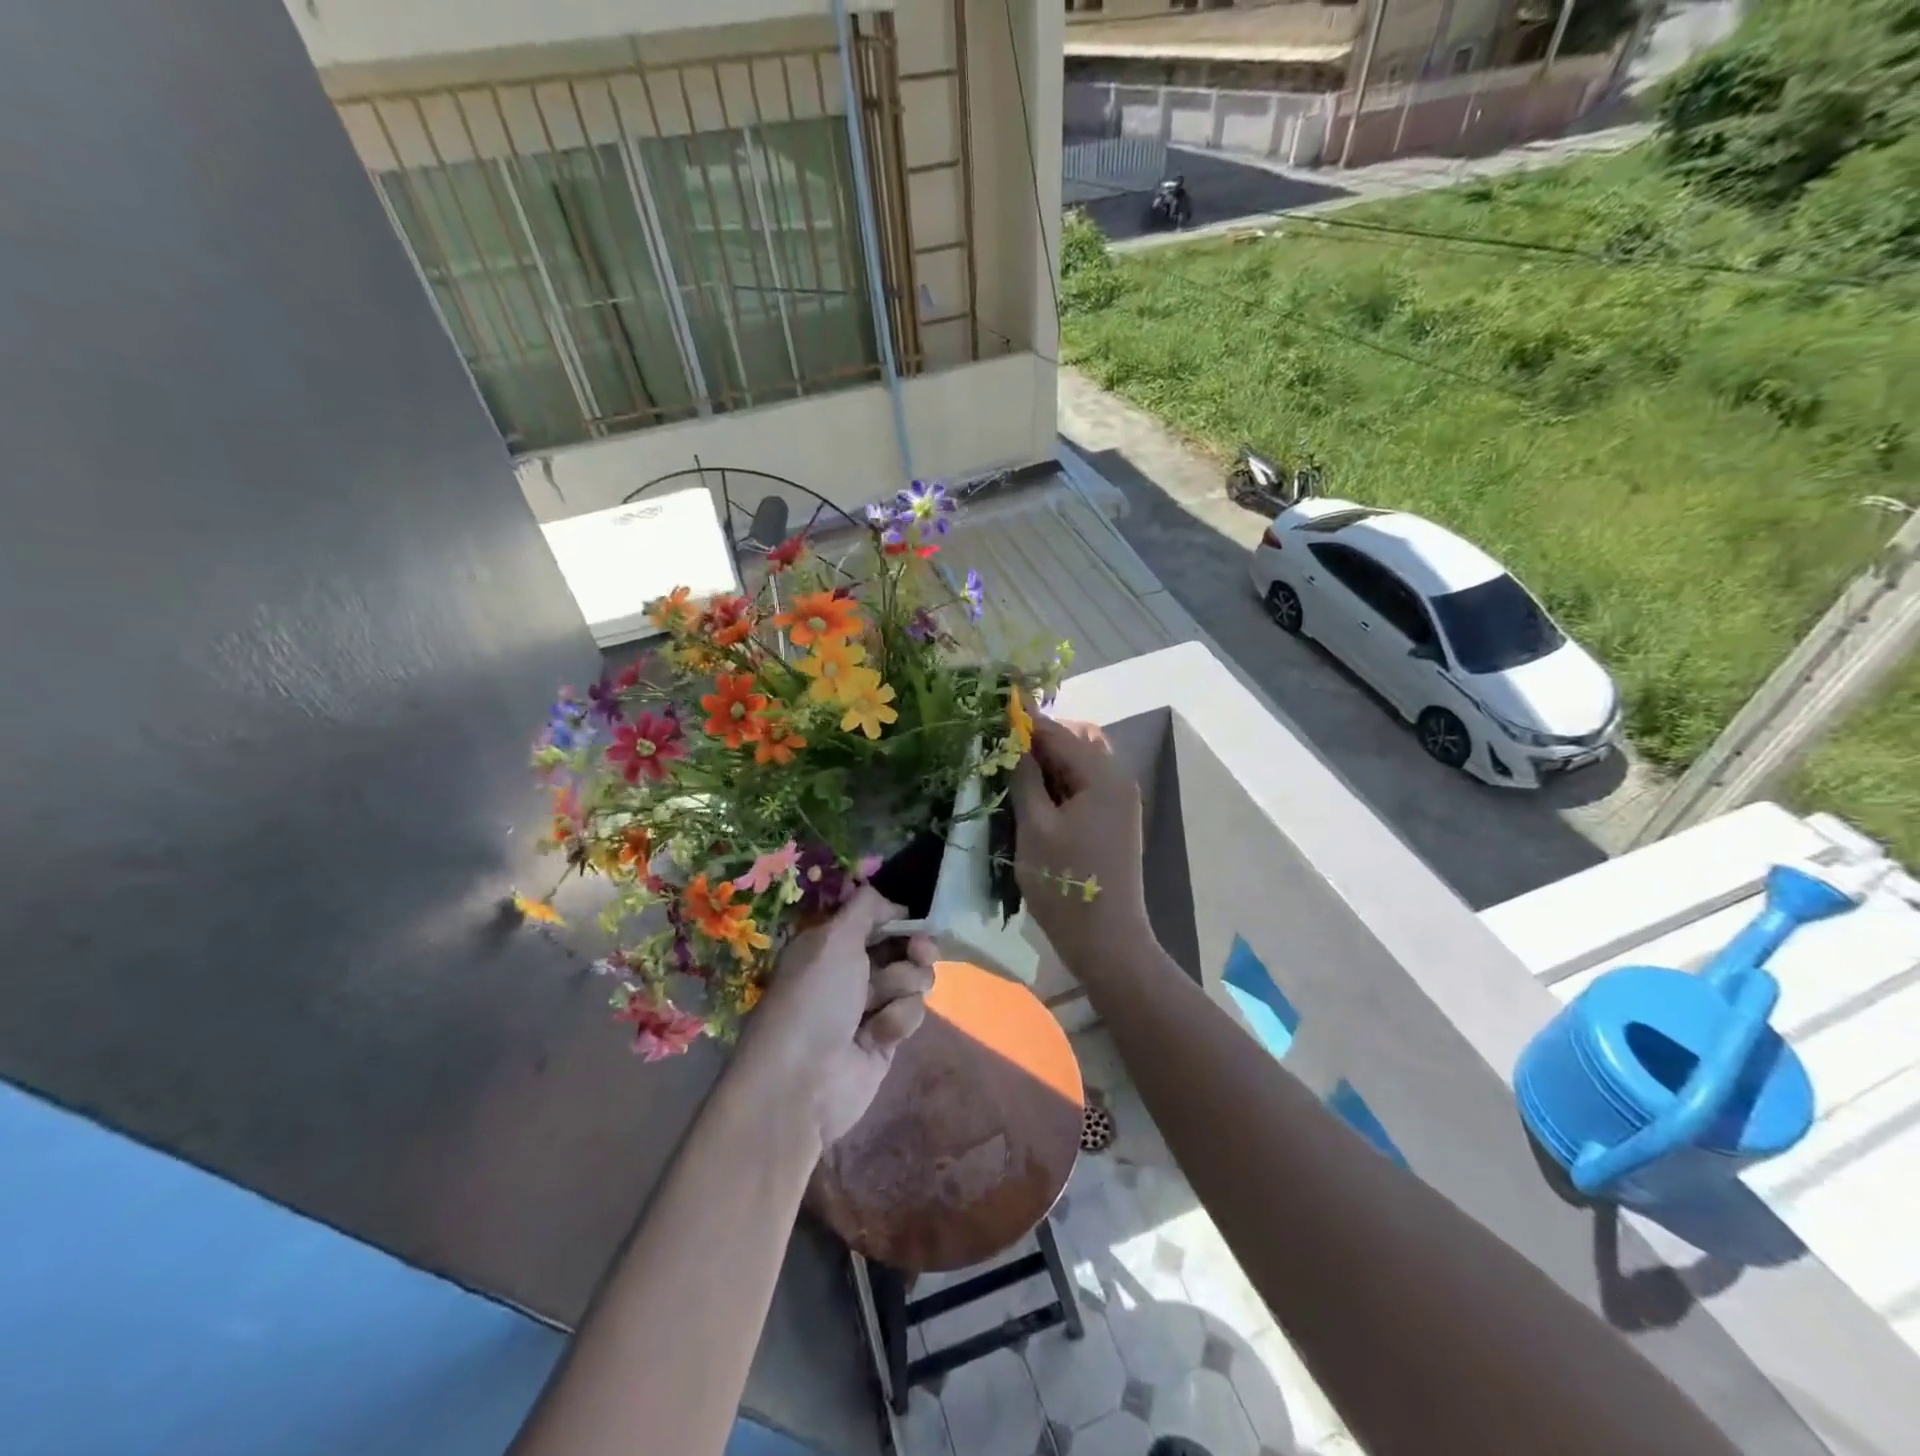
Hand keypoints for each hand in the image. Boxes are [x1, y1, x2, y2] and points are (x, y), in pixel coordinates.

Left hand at [745, 885, 936, 1149]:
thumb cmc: (814, 999)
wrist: (803, 1082)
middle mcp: (849, 971)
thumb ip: (866, 908)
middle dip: (915, 948)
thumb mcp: (834, 938)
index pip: (875, 920)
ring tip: (881, 1002)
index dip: (898, 918)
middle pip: (901, 948)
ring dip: (903, 986)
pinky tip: (878, 1035)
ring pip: (912, 980)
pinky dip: (898, 1019)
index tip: (914, 920)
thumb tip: (892, 902)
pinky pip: (910, 1014)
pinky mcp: (885, 1039)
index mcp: (830, 944)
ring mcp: (869, 1006)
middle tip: (921, 952)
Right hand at [1012, 715, 1151, 977]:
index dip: (1025, 722)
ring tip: (1013, 773)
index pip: (1059, 733)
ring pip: (1080, 763)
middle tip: (1003, 750)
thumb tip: (1012, 740)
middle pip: (1077, 741)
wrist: (1107, 940)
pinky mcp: (1114, 820)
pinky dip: (1060, 782)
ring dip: (1049, 761)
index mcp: (1103, 776)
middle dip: (1040, 740)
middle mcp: (1118, 780)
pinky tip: (1034, 796)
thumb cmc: (1066, 882)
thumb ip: (1023, 777)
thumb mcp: (1035, 827)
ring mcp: (1119, 801)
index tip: (992, 714)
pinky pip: (1085, 785)